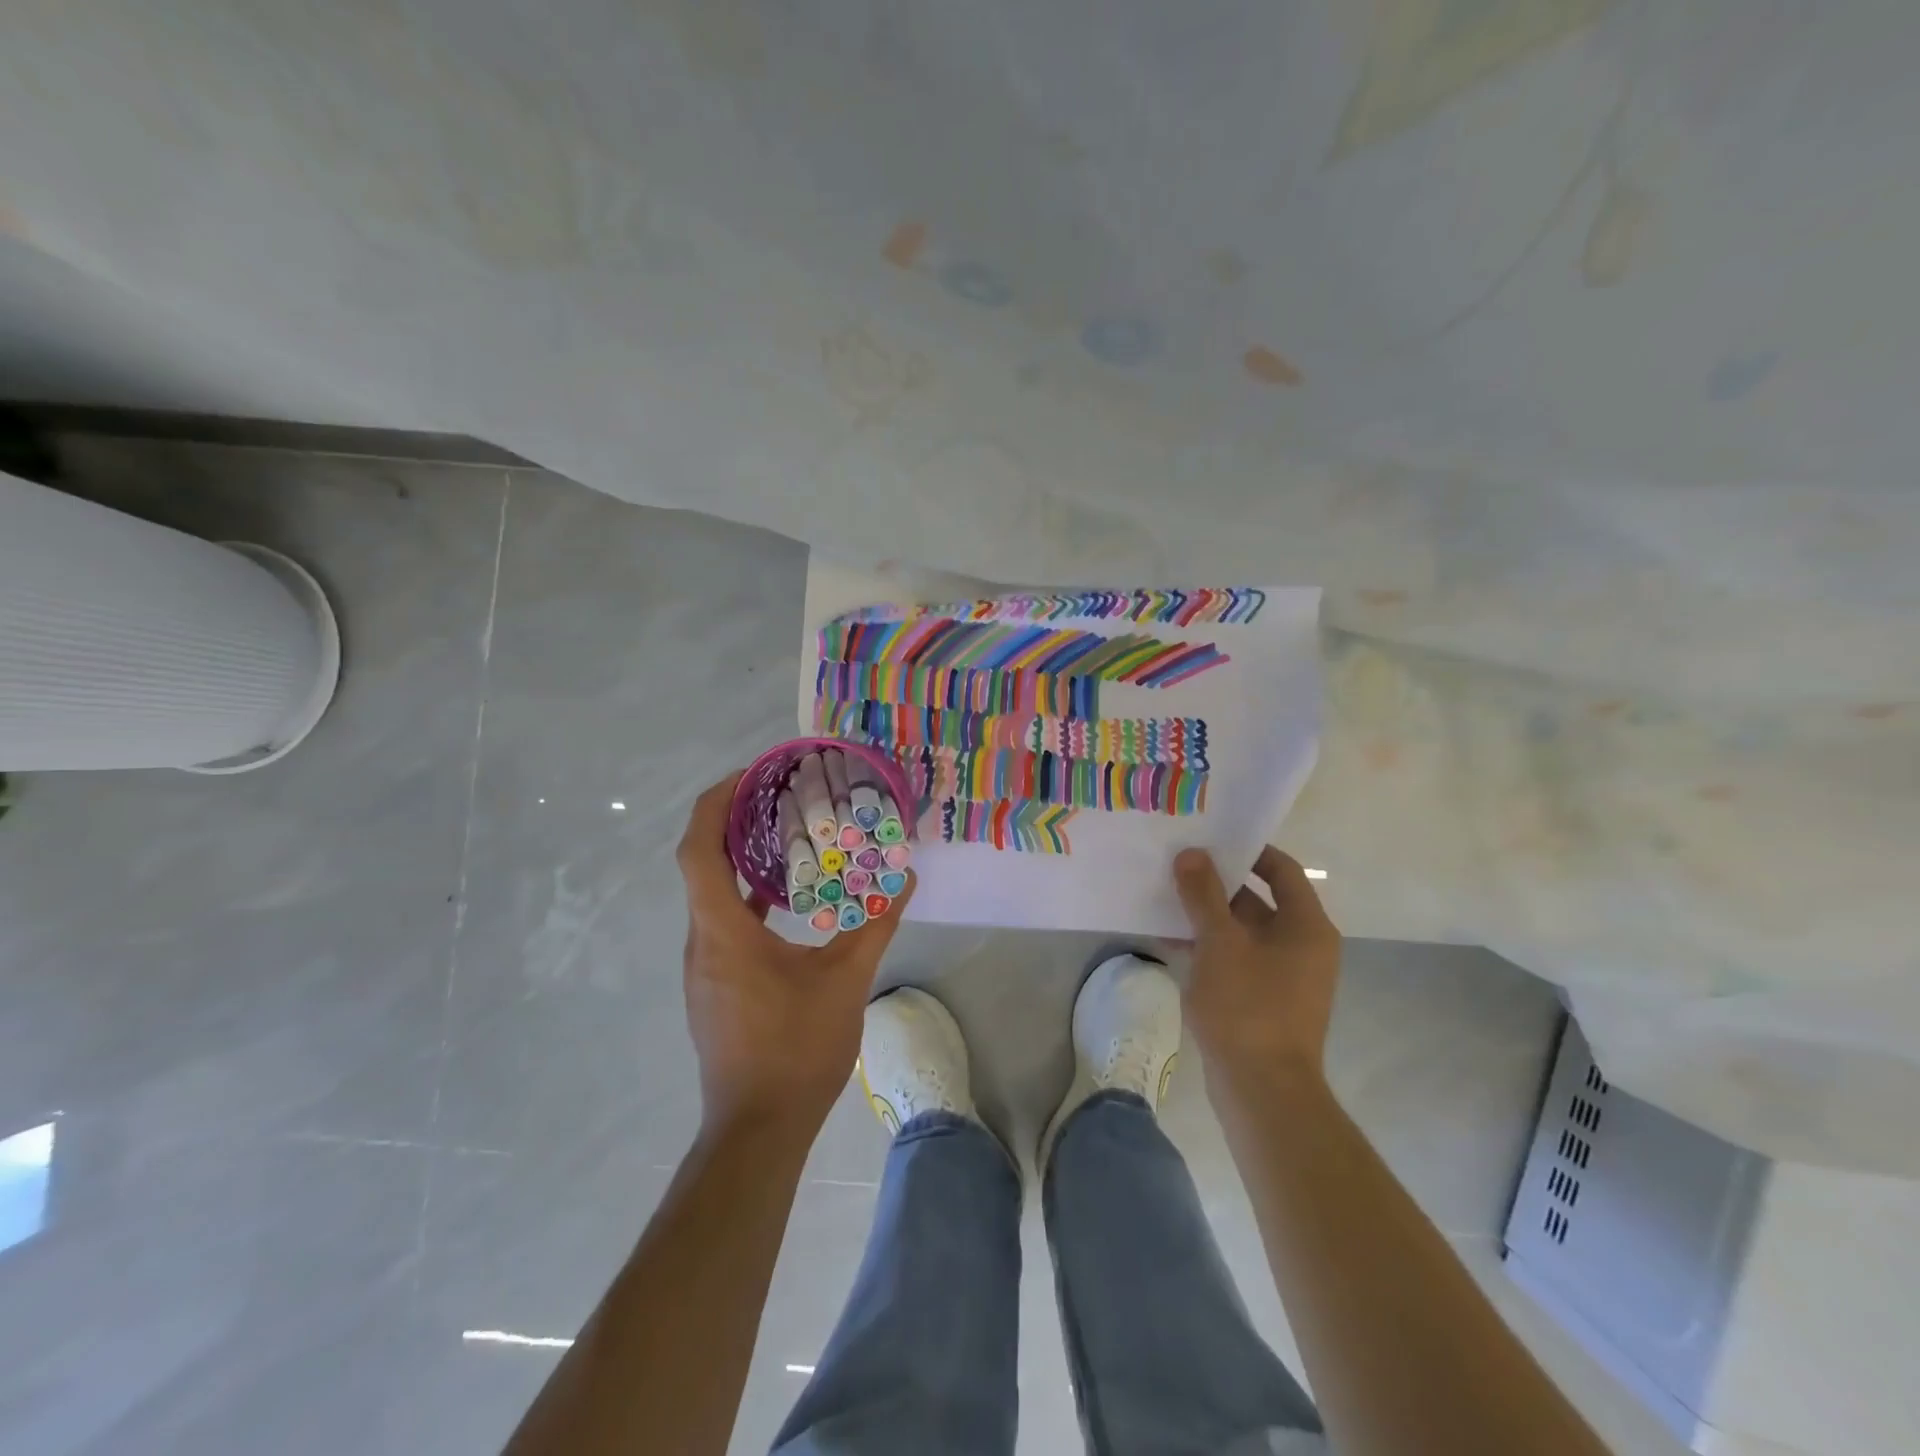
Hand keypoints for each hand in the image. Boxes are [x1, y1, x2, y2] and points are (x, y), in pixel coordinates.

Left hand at [677, 772, 913, 1137]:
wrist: (757, 1130)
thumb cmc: (796, 1049)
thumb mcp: (845, 981)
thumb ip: (874, 925)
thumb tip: (903, 880)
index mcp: (723, 931)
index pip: (698, 850)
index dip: (714, 804)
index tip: (748, 775)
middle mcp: (701, 942)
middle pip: (701, 865)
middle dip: (732, 822)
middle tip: (777, 794)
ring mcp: (704, 966)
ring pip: (711, 895)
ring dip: (739, 860)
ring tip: (785, 834)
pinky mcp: (715, 986)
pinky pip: (722, 923)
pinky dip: (746, 897)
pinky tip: (784, 898)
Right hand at [1172, 846, 1341, 1093]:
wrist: (1262, 1090)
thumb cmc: (1247, 1006)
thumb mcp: (1219, 942)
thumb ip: (1203, 895)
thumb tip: (1191, 854)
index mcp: (1306, 926)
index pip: (1282, 870)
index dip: (1248, 851)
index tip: (1209, 841)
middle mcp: (1302, 945)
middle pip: (1259, 899)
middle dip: (1217, 884)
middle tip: (1176, 866)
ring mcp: (1285, 975)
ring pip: (1243, 931)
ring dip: (1207, 916)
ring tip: (1165, 899)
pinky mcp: (1265, 1000)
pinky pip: (1237, 958)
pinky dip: (1209, 947)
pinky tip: (1170, 942)